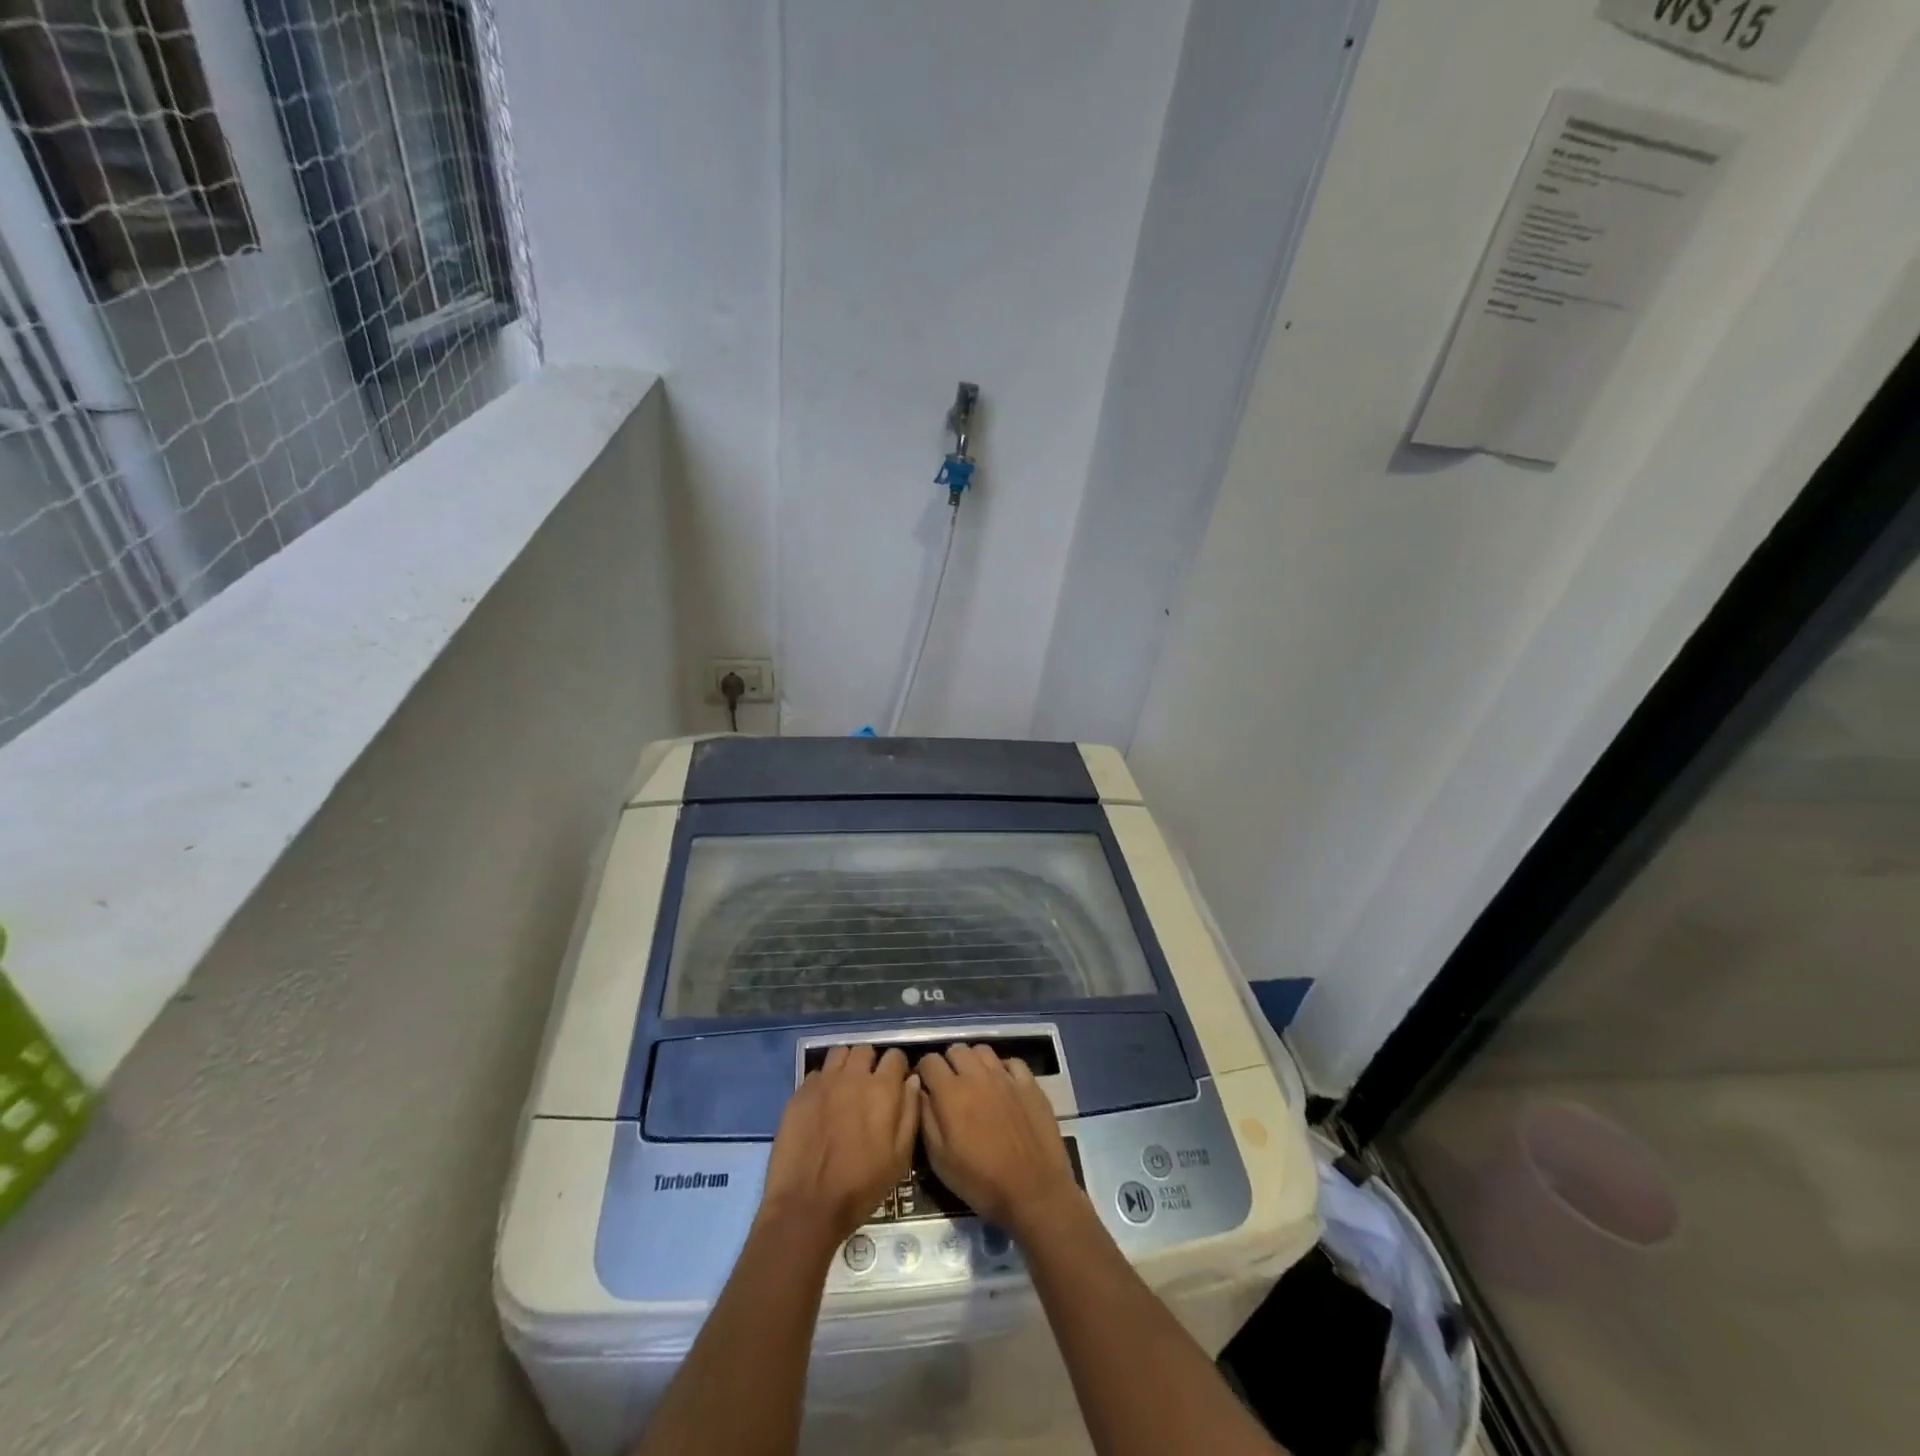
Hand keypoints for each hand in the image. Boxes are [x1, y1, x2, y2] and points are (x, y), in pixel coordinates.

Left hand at [760, 1045, 918, 1245]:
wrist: (807, 1206)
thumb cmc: (861, 1186)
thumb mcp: (900, 1158)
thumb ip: (910, 1113)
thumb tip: (912, 1080)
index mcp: (882, 1089)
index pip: (895, 1056)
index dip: (898, 1068)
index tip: (896, 1083)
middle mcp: (853, 1076)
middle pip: (865, 1050)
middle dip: (871, 1063)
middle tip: (870, 1086)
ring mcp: (823, 1082)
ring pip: (839, 1054)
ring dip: (847, 1065)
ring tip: (846, 1087)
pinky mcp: (800, 1093)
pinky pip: (817, 1073)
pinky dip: (824, 1081)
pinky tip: (823, 1102)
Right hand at [919, 1044, 1081, 1236]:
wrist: (1034, 1193)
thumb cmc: (981, 1182)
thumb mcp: (940, 1160)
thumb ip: (926, 1118)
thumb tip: (920, 1091)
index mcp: (952, 1092)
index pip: (929, 1061)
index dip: (924, 1072)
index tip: (926, 1088)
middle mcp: (978, 1075)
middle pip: (956, 1049)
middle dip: (948, 1064)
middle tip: (950, 1087)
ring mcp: (1007, 1077)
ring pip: (983, 1050)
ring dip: (973, 1062)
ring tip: (975, 1083)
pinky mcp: (1030, 1084)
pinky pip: (1012, 1061)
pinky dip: (1002, 1068)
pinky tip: (1002, 1086)